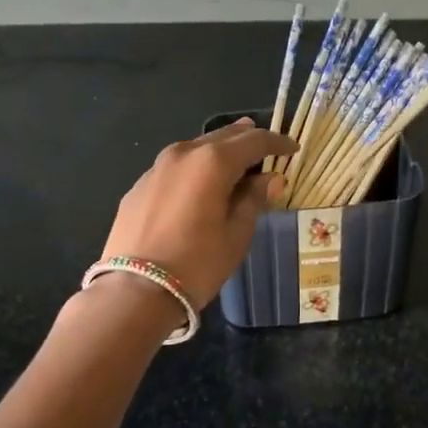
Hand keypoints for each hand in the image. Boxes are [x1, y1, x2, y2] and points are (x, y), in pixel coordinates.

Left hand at [100, 118, 296, 307]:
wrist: (135, 291)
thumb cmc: (197, 263)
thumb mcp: (236, 234)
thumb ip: (254, 199)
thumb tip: (270, 179)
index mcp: (212, 162)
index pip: (253, 141)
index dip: (277, 142)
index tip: (293, 148)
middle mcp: (183, 154)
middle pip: (222, 136)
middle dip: (247, 140)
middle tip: (267, 148)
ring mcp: (156, 169)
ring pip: (196, 148)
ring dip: (219, 151)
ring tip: (236, 160)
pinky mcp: (138, 187)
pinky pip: (175, 168)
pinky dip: (195, 169)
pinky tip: (200, 185)